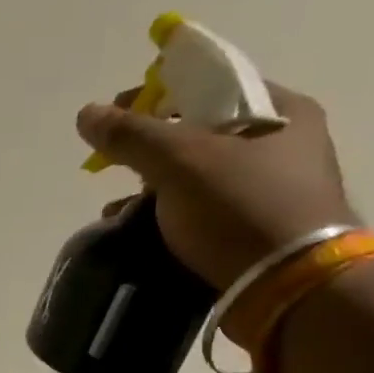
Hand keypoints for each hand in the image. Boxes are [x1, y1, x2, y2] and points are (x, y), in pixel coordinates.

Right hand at [76, 84, 357, 290]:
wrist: (287, 288)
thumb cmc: (240, 209)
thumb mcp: (180, 162)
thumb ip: (131, 135)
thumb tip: (86, 114)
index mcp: (283, 112)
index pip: (213, 84)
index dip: (159, 95)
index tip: (117, 115)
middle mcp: (287, 146)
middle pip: (203, 134)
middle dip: (151, 149)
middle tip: (115, 163)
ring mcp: (275, 192)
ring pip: (200, 177)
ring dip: (155, 188)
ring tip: (118, 209)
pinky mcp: (259, 232)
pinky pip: (204, 213)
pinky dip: (170, 217)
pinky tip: (139, 232)